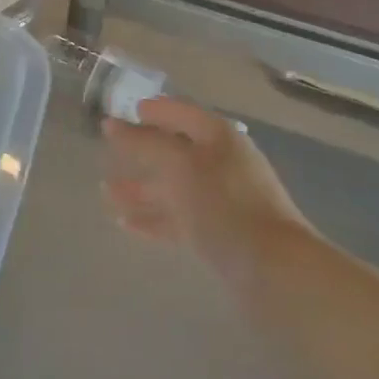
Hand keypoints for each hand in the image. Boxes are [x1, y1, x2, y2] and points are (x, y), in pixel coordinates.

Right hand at [102, 98, 313, 275]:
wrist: (272, 268)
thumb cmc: (223, 202)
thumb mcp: (178, 164)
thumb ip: (144, 143)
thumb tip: (112, 124)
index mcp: (218, 137)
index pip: (181, 113)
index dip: (154, 110)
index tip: (124, 112)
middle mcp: (222, 163)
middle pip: (175, 151)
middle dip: (141, 153)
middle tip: (108, 155)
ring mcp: (222, 200)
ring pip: (174, 188)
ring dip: (140, 189)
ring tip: (106, 193)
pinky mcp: (219, 234)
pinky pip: (179, 218)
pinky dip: (153, 218)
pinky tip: (126, 223)